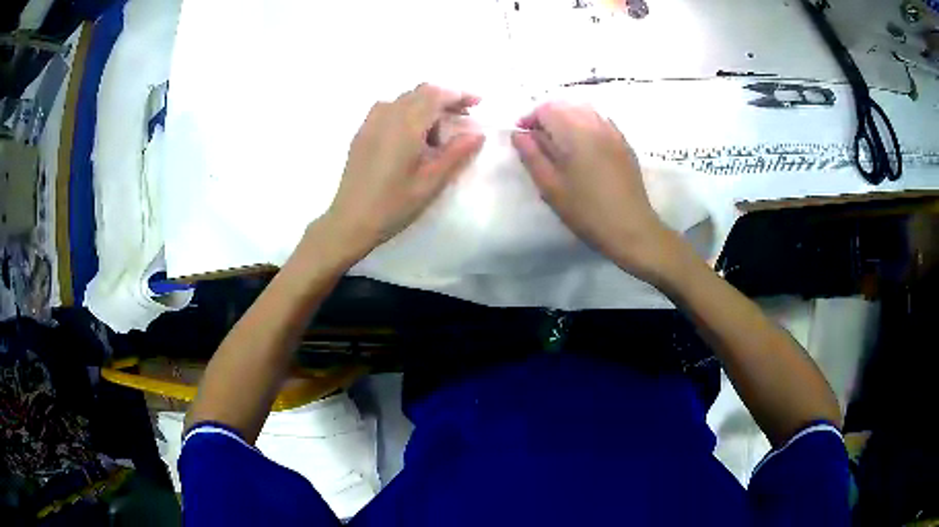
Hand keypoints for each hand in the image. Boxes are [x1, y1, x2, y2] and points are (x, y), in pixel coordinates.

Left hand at [322, 84, 485, 259]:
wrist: (350, 221)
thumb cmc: (393, 205)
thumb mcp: (431, 183)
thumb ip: (456, 154)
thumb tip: (478, 133)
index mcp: (405, 126)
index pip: (436, 95)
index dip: (459, 94)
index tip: (478, 103)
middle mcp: (386, 116)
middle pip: (420, 92)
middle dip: (444, 98)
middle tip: (462, 118)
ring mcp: (371, 123)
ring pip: (403, 99)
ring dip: (425, 105)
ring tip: (437, 129)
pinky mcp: (362, 133)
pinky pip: (388, 109)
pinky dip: (407, 111)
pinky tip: (411, 134)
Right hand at [511, 101, 674, 279]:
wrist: (631, 228)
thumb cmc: (586, 211)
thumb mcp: (551, 187)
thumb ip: (532, 156)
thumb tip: (519, 134)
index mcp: (576, 133)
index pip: (547, 109)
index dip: (530, 118)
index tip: (522, 136)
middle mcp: (596, 124)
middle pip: (566, 105)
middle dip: (548, 116)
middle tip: (538, 140)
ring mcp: (614, 133)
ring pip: (585, 110)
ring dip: (567, 119)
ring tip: (559, 142)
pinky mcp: (625, 144)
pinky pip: (601, 121)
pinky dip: (586, 124)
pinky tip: (584, 146)